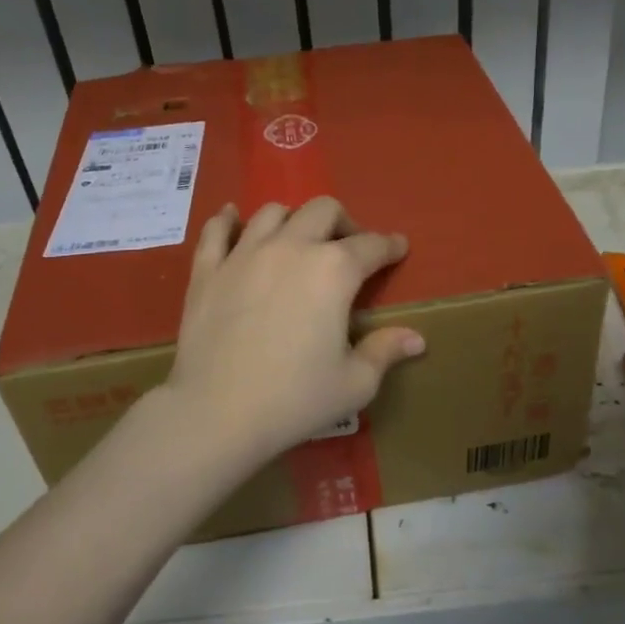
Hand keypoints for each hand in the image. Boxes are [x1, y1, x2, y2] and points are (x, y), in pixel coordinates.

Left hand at [161, 197, 425, 471]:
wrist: (217, 413)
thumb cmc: (295, 399)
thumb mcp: (354, 383)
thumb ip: (385, 351)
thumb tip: (416, 339)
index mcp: (334, 270)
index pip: (372, 245)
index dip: (390, 245)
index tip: (398, 247)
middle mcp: (291, 247)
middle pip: (323, 210)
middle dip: (344, 222)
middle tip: (347, 249)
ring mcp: (244, 254)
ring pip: (272, 212)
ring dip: (293, 220)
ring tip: (297, 241)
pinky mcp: (207, 270)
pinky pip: (216, 230)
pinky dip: (227, 220)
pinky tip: (232, 219)